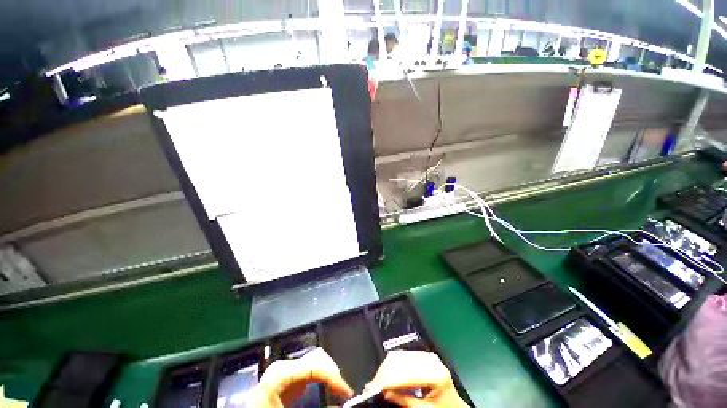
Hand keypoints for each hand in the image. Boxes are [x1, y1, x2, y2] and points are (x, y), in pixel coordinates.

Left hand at [247, 347, 352, 407]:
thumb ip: (316, 406)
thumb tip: (341, 405)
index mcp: (279, 374)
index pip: (315, 365)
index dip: (334, 376)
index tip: (347, 392)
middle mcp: (282, 366)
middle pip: (316, 358)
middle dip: (332, 372)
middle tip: (343, 391)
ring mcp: (283, 370)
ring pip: (314, 361)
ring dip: (328, 374)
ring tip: (337, 389)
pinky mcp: (285, 378)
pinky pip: (308, 370)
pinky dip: (320, 377)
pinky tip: (325, 388)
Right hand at [366, 350, 468, 407]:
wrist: (455, 406)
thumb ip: (404, 401)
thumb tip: (384, 392)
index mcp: (437, 373)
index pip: (408, 373)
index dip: (389, 379)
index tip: (375, 386)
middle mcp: (431, 360)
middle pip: (402, 360)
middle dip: (385, 372)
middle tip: (374, 384)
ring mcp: (427, 355)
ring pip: (400, 356)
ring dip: (387, 368)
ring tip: (378, 380)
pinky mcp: (422, 355)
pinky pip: (403, 356)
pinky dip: (393, 365)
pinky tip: (387, 374)